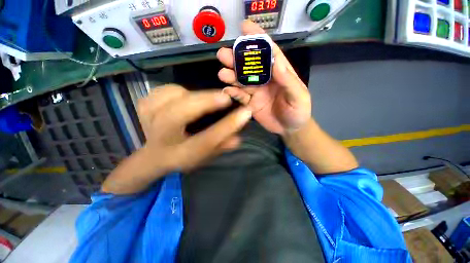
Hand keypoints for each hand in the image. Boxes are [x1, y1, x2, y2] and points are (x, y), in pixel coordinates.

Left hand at [137, 85, 251, 171]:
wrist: (154, 155)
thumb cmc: (184, 155)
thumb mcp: (205, 156)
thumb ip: (221, 146)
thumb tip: (238, 136)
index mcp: (180, 154)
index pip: (207, 140)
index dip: (227, 126)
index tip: (245, 113)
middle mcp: (161, 137)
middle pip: (179, 114)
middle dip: (206, 102)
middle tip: (225, 98)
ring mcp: (148, 118)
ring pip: (171, 95)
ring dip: (192, 95)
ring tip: (202, 102)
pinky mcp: (144, 105)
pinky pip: (164, 89)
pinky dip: (178, 90)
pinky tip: (183, 98)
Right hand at [217, 20, 310, 134]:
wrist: (290, 129)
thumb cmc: (298, 111)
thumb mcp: (298, 96)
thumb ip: (288, 81)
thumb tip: (277, 62)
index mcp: (280, 73)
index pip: (269, 52)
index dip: (257, 39)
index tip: (244, 27)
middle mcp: (266, 79)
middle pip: (250, 66)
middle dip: (237, 59)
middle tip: (223, 55)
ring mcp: (256, 92)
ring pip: (242, 81)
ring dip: (231, 76)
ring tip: (222, 74)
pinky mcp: (250, 103)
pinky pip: (240, 97)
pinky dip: (233, 93)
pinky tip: (227, 91)